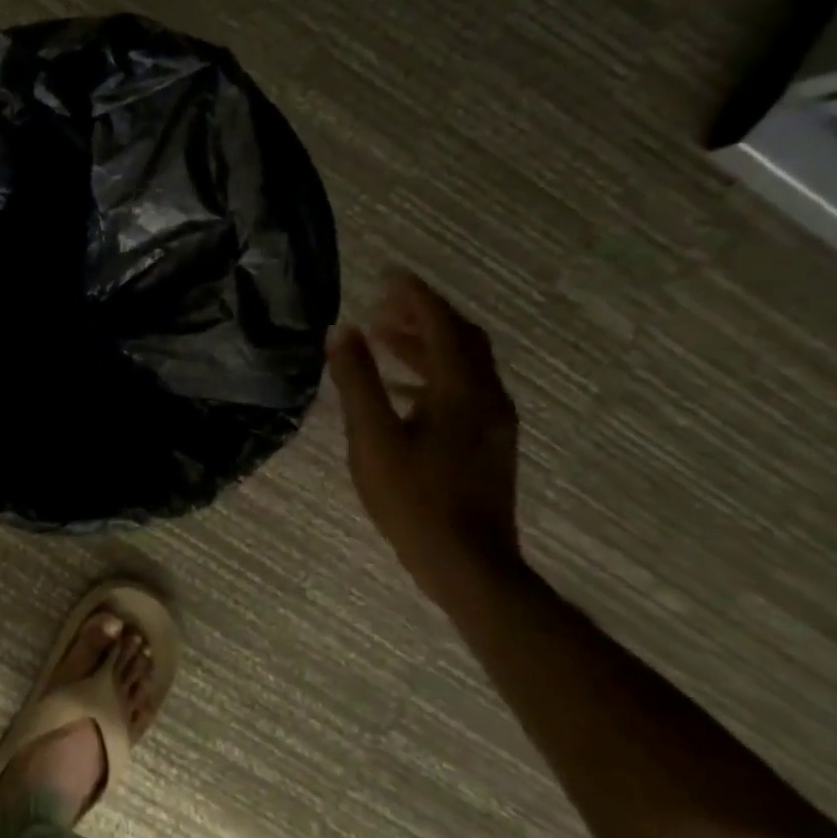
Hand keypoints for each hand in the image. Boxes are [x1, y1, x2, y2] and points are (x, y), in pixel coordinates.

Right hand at [327, 270, 521, 591]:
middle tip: (382, 306)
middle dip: (423, 316)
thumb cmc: (415, 500)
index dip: (416, 296)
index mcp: (463, 391)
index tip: (388, 274)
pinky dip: (431, 375)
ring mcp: (494, 422)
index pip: (442, 325)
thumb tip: (342, 331)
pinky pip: (463, 390)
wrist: (468, 563)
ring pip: (463, 366)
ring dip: (425, 346)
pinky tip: (400, 391)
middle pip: (461, 339)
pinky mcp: (488, 443)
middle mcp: (488, 398)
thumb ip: (357, 382)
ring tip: (383, 339)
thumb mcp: (373, 439)